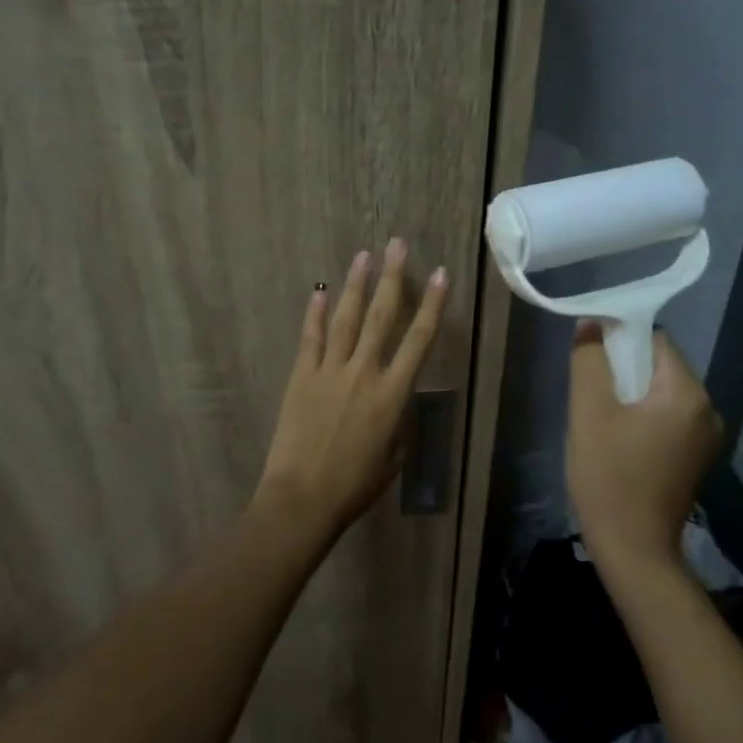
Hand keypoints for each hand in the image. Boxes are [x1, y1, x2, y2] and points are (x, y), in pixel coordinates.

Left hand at [256, 239, 448, 535]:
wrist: (303, 498)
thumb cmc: (354, 485)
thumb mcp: (392, 457)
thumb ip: (397, 423)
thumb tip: (394, 404)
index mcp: (392, 394)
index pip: (419, 340)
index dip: (432, 305)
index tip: (441, 275)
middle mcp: (364, 372)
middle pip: (382, 316)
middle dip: (392, 278)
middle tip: (397, 245)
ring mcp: (329, 370)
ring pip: (346, 318)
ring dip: (356, 285)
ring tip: (364, 255)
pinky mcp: (301, 376)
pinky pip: (310, 338)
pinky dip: (314, 313)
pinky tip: (319, 290)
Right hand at [566, 320, 725, 572]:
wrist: (634, 551)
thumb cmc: (609, 477)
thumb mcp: (589, 413)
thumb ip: (589, 362)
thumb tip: (591, 325)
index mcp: (688, 394)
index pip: (655, 341)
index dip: (619, 342)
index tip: (591, 361)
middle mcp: (708, 410)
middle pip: (660, 367)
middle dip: (624, 371)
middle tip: (591, 395)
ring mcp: (706, 438)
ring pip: (661, 394)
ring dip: (631, 396)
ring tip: (601, 420)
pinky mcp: (696, 458)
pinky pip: (668, 419)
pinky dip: (643, 418)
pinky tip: (619, 441)